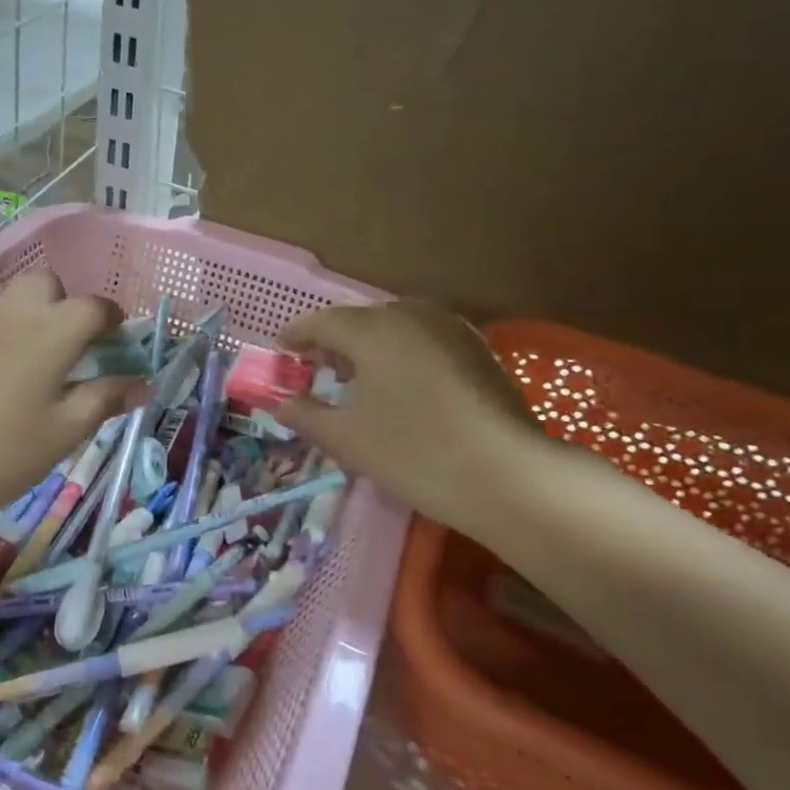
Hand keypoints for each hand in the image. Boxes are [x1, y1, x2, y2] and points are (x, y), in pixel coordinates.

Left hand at [0, 272, 142, 528]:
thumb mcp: (63, 433)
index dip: (112, 321)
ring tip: (29, 364)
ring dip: (30, 315)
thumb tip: (143, 383)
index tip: (116, 345)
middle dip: (65, 305)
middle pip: (48, 284)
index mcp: (52, 330)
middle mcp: (14, 310)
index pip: (95, 306)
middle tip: (67, 350)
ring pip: (12, 297)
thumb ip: (105, 399)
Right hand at [273, 302, 550, 540]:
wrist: (509, 475)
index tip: (281, 351)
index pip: (322, 322)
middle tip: (316, 369)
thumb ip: (306, 414)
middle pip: (360, 320)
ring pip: (395, 328)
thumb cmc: (414, 452)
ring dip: (368, 348)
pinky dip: (400, 355)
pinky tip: (401, 386)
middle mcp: (410, 314)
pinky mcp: (477, 350)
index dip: (296, 335)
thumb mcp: (347, 438)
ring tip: (356, 379)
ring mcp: (450, 329)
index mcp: (372, 328)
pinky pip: (423, 341)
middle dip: (333, 342)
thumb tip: (282, 403)